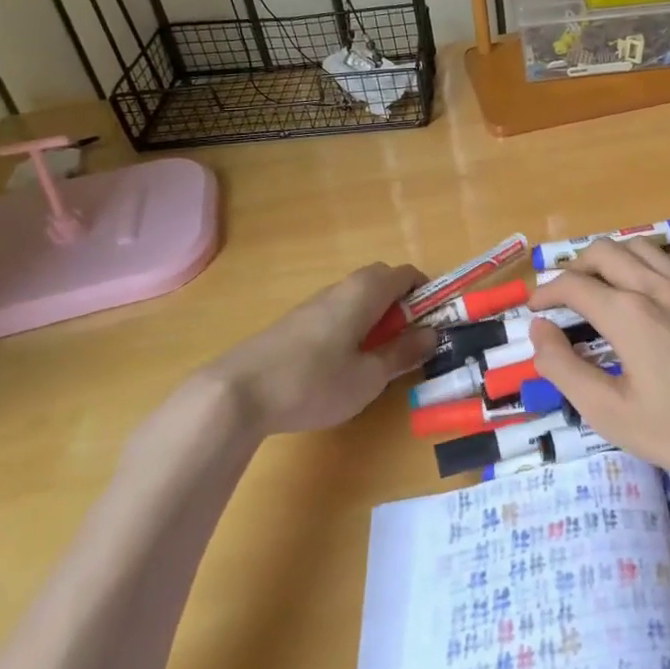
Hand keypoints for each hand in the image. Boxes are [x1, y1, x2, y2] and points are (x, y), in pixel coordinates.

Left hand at [200, 263, 435, 435]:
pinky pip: (335, 314)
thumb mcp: (369, 377)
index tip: (434, 324)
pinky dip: (350, 329)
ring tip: (374, 361)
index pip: (406, 274)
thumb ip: (403, 353)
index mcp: (365, 292)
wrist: (235, 394)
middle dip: (401, 306)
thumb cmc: (314, 382)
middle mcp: (340, 288)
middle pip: (380, 282)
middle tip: (406, 343)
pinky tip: (339, 368)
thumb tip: (431, 334)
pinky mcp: (292, 324)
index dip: (426, 294)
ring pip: (356, 300)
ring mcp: (312, 305)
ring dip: (374, 320)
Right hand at [527, 239, 669, 497]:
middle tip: (564, 293)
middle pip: (605, 251)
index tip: (534, 308)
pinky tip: (655, 285)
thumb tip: (539, 332)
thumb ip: (564, 369)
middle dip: (576, 265)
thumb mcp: (610, 414)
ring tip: (604, 283)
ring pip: (643, 247)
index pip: (574, 285)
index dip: (546, 292)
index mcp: (628, 314)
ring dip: (614, 258)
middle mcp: (659, 287)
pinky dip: (655, 262)